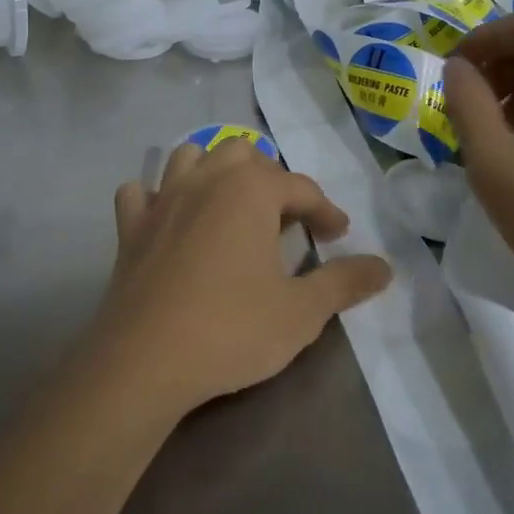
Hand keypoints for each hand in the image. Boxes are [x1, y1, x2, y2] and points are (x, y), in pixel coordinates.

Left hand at [93, 141, 392, 420]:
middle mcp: (205, 180)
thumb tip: (384, 267)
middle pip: (243, 154)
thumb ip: (344, 282)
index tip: (337, 234)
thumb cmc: (232, 329)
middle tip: (285, 217)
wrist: (145, 360)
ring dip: (214, 170)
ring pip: (190, 156)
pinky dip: (156, 197)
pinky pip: (141, 193)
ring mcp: (162, 199)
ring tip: (230, 203)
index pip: (300, 187)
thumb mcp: (302, 312)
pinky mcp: (129, 227)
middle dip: (270, 178)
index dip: (325, 209)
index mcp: (250, 190)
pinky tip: (168, 218)